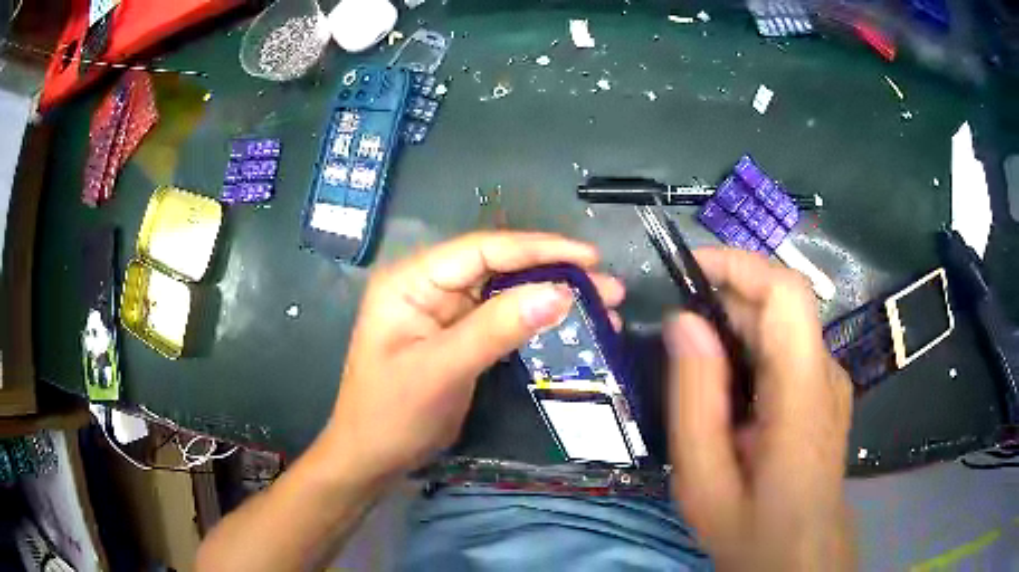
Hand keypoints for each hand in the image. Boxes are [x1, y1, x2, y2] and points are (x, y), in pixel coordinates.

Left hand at [322, 231, 624, 485]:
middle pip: (499, 266)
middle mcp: (428, 285)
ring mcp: (444, 311)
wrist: (371, 457)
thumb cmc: (392, 414)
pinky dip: (537, 322)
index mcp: (411, 280)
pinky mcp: (458, 335)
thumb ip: (497, 328)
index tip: (588, 257)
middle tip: (608, 286)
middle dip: (554, 273)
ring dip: (552, 297)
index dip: (538, 249)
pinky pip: (503, 319)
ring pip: (507, 292)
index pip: (482, 250)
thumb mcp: (442, 370)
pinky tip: (571, 327)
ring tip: (604, 306)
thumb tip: (559, 293)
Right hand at [665, 248, 853, 570]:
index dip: (740, 264)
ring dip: (736, 327)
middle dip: (725, 300)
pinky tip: (727, 391)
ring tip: (696, 371)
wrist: (801, 554)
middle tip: (676, 337)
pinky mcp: (825, 391)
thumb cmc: (752, 528)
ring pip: (783, 325)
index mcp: (803, 392)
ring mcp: (830, 381)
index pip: (786, 293)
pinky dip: (752, 349)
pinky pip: (787, 349)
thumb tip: (683, 322)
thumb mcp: (704, 479)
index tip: (688, 270)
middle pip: (781, 305)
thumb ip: (694, 400)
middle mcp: (826, 372)